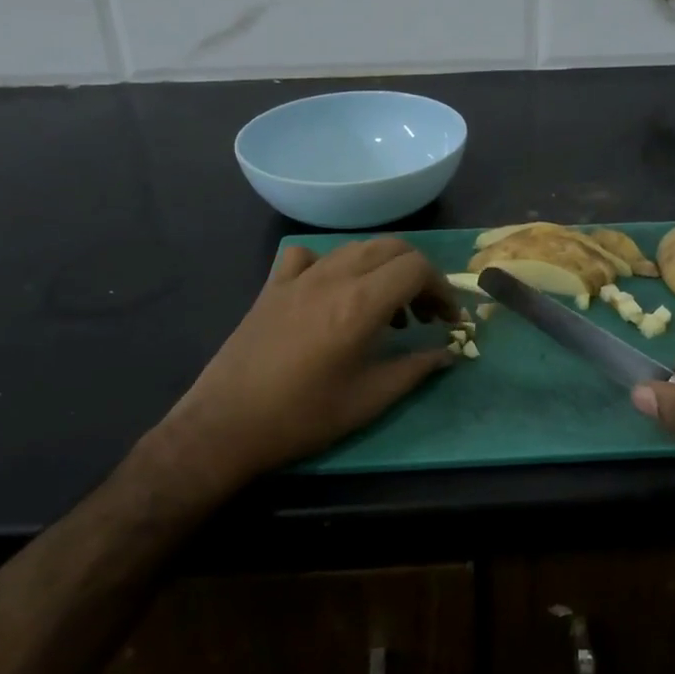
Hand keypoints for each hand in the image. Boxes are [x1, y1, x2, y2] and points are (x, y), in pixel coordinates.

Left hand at [153, 238, 459, 487]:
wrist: (227, 425)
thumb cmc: (303, 417)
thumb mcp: (369, 400)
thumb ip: (415, 369)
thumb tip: (448, 353)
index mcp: (361, 303)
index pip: (416, 268)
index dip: (441, 289)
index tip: (448, 319)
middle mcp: (333, 277)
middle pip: (391, 248)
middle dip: (418, 274)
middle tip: (424, 314)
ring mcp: (299, 278)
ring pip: (354, 248)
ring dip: (382, 269)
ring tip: (386, 311)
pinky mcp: (273, 286)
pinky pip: (308, 255)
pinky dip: (331, 264)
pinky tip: (331, 292)